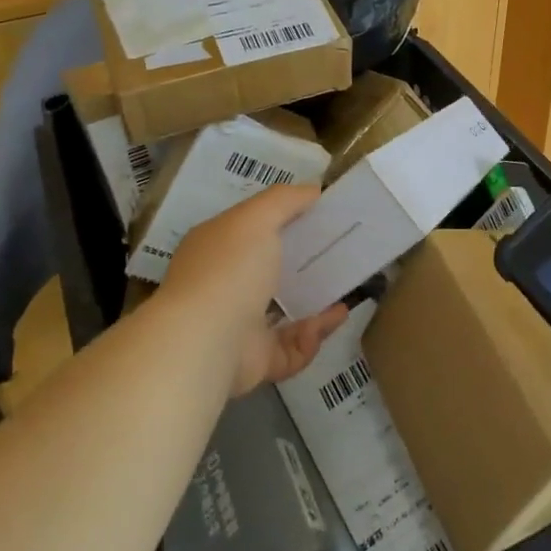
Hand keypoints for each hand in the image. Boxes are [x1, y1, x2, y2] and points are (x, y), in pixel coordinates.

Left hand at [159, 185, 347, 397]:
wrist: (206, 340)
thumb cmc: (230, 268)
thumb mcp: (257, 217)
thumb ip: (285, 200)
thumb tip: (313, 189)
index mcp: (217, 249)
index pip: (251, 231)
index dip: (282, 223)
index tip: (318, 218)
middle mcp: (223, 286)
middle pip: (269, 272)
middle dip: (303, 266)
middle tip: (338, 255)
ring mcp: (237, 326)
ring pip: (283, 314)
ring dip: (315, 304)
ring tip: (344, 291)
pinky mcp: (255, 361)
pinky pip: (292, 349)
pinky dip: (314, 336)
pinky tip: (335, 318)